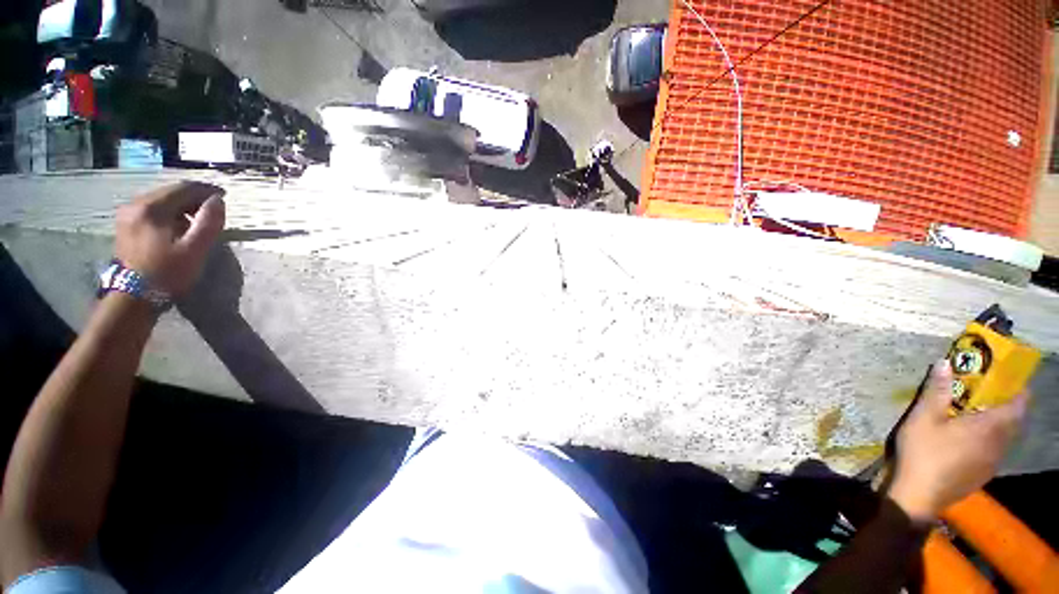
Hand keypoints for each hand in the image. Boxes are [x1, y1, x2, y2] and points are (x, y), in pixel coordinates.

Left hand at [114, 181, 225, 295]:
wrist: (134, 296)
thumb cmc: (167, 273)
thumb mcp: (195, 249)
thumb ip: (209, 222)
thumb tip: (218, 200)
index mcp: (152, 208)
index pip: (184, 188)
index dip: (206, 190)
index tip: (224, 196)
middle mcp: (136, 204)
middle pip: (170, 191)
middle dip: (194, 198)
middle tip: (213, 210)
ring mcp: (128, 214)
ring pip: (161, 199)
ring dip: (182, 205)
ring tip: (197, 220)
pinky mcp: (126, 224)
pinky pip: (152, 209)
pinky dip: (169, 212)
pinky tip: (178, 226)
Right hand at [888, 360, 1027, 521]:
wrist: (920, 495)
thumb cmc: (923, 452)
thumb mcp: (923, 418)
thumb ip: (935, 391)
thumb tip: (945, 362)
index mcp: (989, 427)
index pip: (1018, 406)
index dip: (1018, 392)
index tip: (1010, 381)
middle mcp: (998, 444)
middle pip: (1014, 422)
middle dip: (1008, 408)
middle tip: (989, 397)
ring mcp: (992, 462)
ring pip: (1005, 439)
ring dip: (999, 426)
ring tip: (979, 418)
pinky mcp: (983, 474)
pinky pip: (995, 452)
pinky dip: (990, 441)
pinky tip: (970, 443)